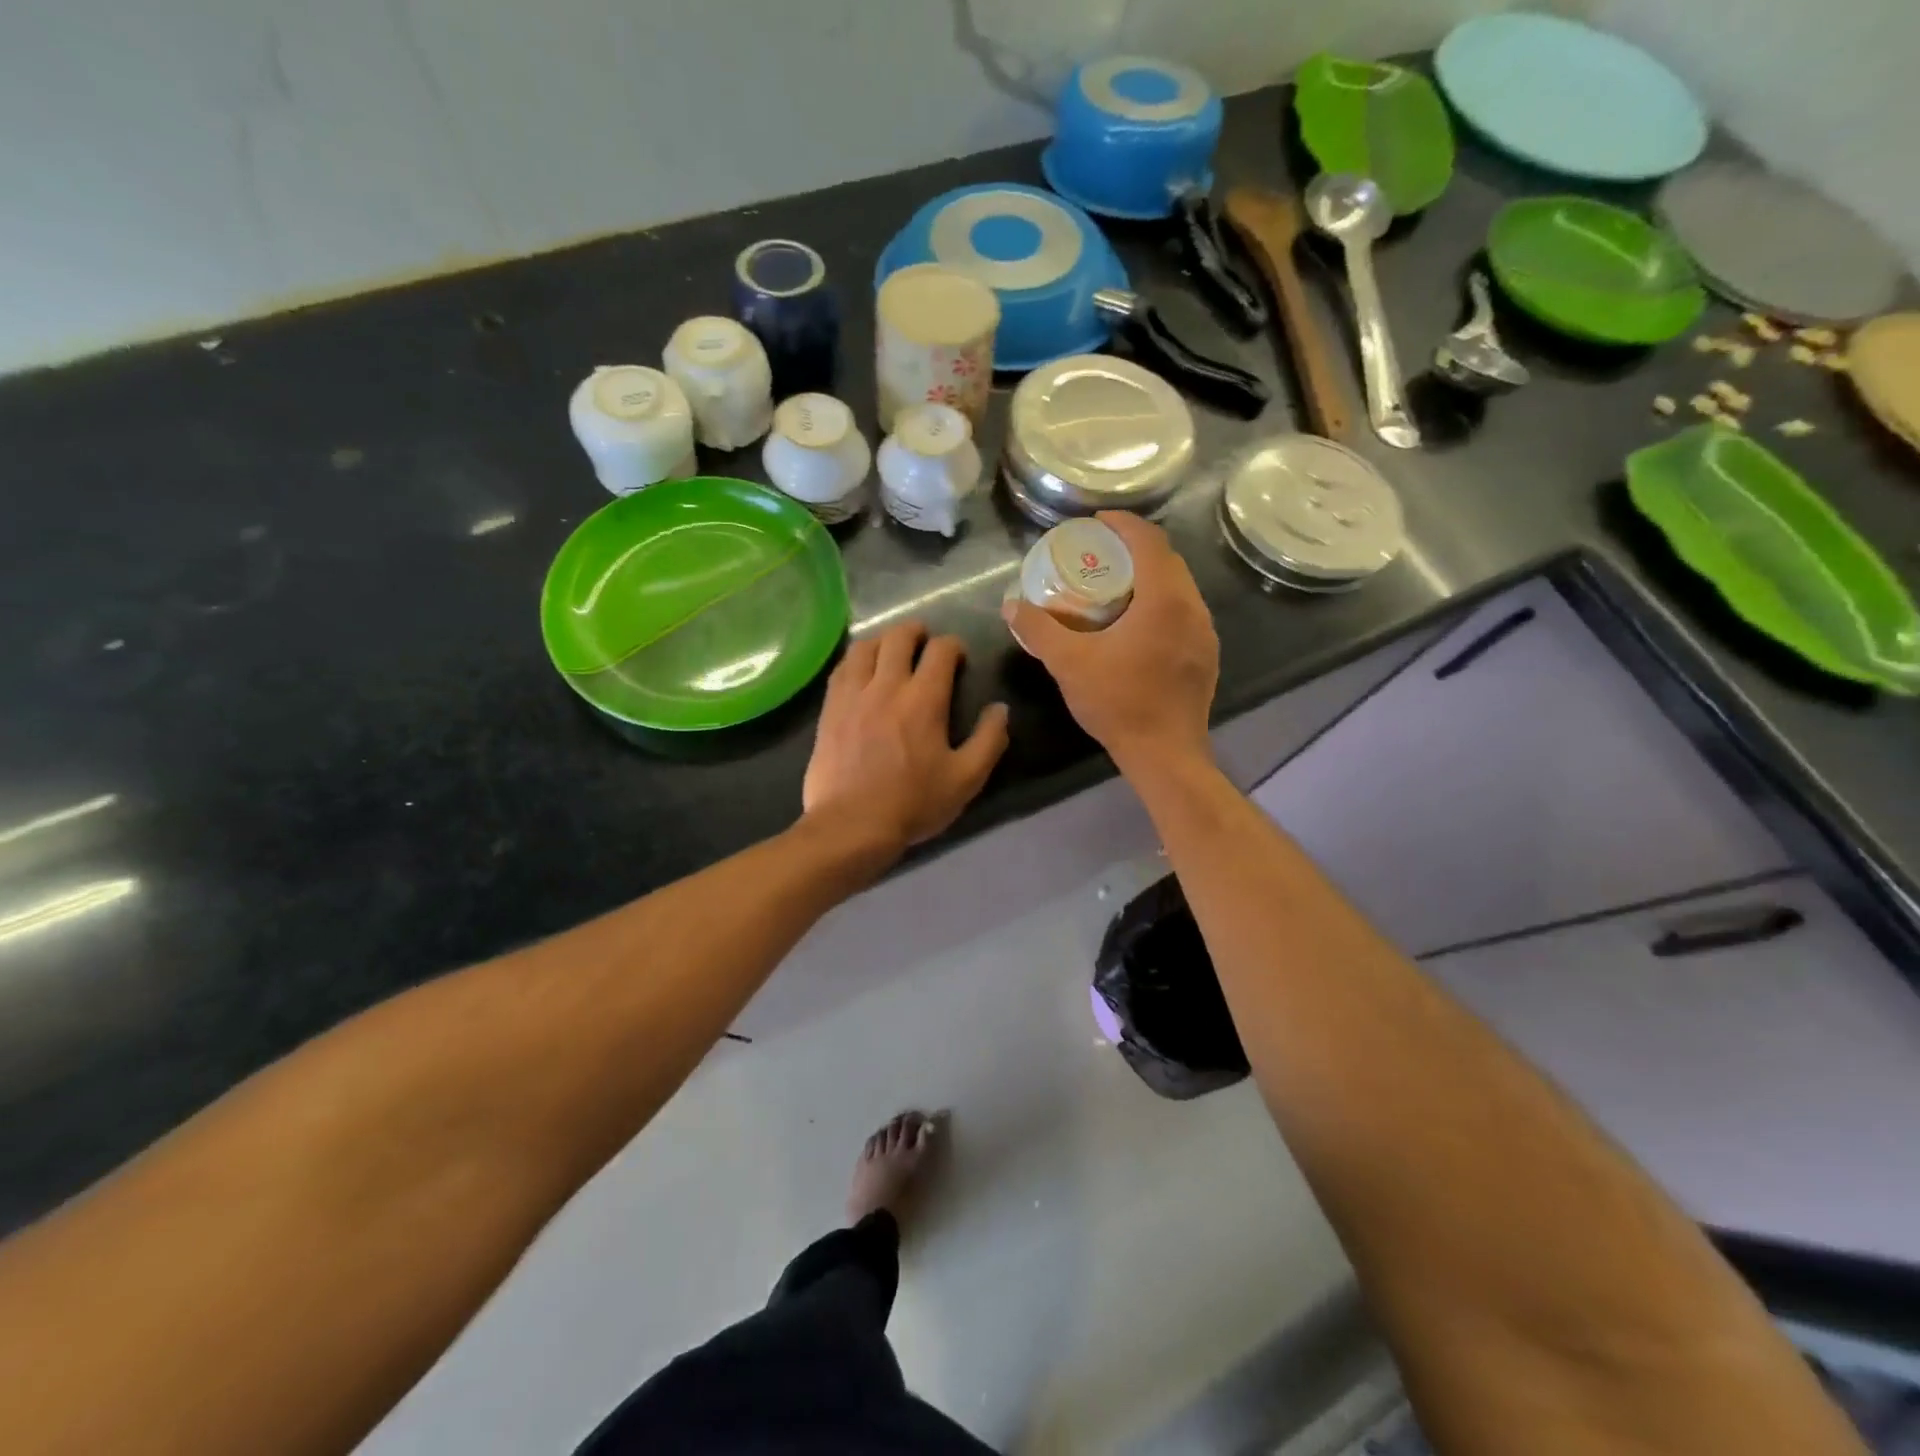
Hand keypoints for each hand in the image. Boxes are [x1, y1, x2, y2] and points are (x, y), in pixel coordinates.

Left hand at [803, 621, 1009, 854]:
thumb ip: (989, 740)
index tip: (958, 656)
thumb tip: (1000, 709)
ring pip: (864, 647)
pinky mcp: (829, 709)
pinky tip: (860, 671)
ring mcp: (852, 695)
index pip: (940, 650)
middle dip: (916, 631)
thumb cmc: (913, 803)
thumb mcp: (966, 779)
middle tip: (924, 641)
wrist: (852, 825)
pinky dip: (855, 660)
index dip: (953, 645)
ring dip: (882, 640)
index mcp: (924, 699)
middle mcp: (886, 686)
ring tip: (890, 650)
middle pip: (899, 637)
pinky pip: (840, 669)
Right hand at [1001, 512, 1217, 773]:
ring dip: (1149, 577)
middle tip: (1101, 553)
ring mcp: (1205, 633)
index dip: (1123, 523)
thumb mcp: (1068, 663)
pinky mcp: (1206, 655)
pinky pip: (1184, 612)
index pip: (1149, 541)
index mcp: (1165, 599)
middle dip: (1135, 548)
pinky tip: (1136, 624)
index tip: (1097, 522)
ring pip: (1178, 587)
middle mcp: (1193, 608)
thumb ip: (1038, 629)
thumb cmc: (1118, 703)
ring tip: (1115, 586)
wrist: (1165, 753)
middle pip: (1167, 560)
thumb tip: (1011, 605)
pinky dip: (1160, 603)